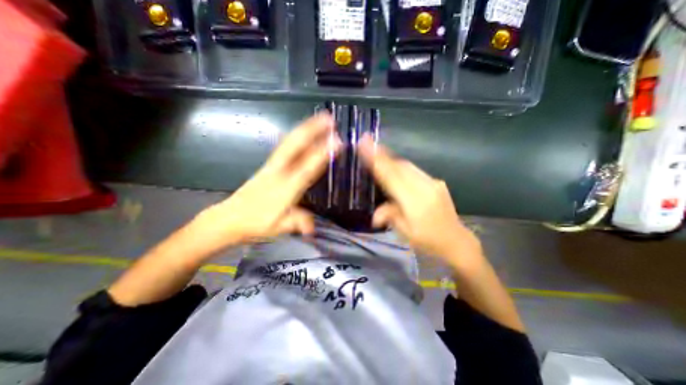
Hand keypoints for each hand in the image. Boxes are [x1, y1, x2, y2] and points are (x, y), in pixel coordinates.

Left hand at [186, 112, 338, 253]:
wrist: (228, 218)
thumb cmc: (255, 224)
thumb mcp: (278, 228)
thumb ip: (297, 223)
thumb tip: (312, 228)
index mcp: (284, 188)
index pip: (307, 168)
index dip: (322, 155)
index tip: (337, 142)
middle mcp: (279, 172)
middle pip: (295, 146)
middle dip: (312, 130)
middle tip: (328, 118)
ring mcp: (272, 166)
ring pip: (289, 142)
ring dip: (305, 128)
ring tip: (320, 118)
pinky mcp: (268, 165)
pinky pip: (285, 146)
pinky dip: (297, 136)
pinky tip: (304, 132)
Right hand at [357, 135, 478, 263]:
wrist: (456, 241)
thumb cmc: (428, 240)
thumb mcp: (405, 232)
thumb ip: (390, 216)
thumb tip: (375, 215)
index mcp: (415, 201)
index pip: (391, 176)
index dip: (377, 160)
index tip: (366, 144)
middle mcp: (425, 187)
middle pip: (399, 166)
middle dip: (382, 155)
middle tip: (368, 144)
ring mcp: (433, 183)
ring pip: (407, 165)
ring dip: (391, 159)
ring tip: (378, 152)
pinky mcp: (436, 182)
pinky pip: (415, 170)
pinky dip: (402, 166)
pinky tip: (395, 167)